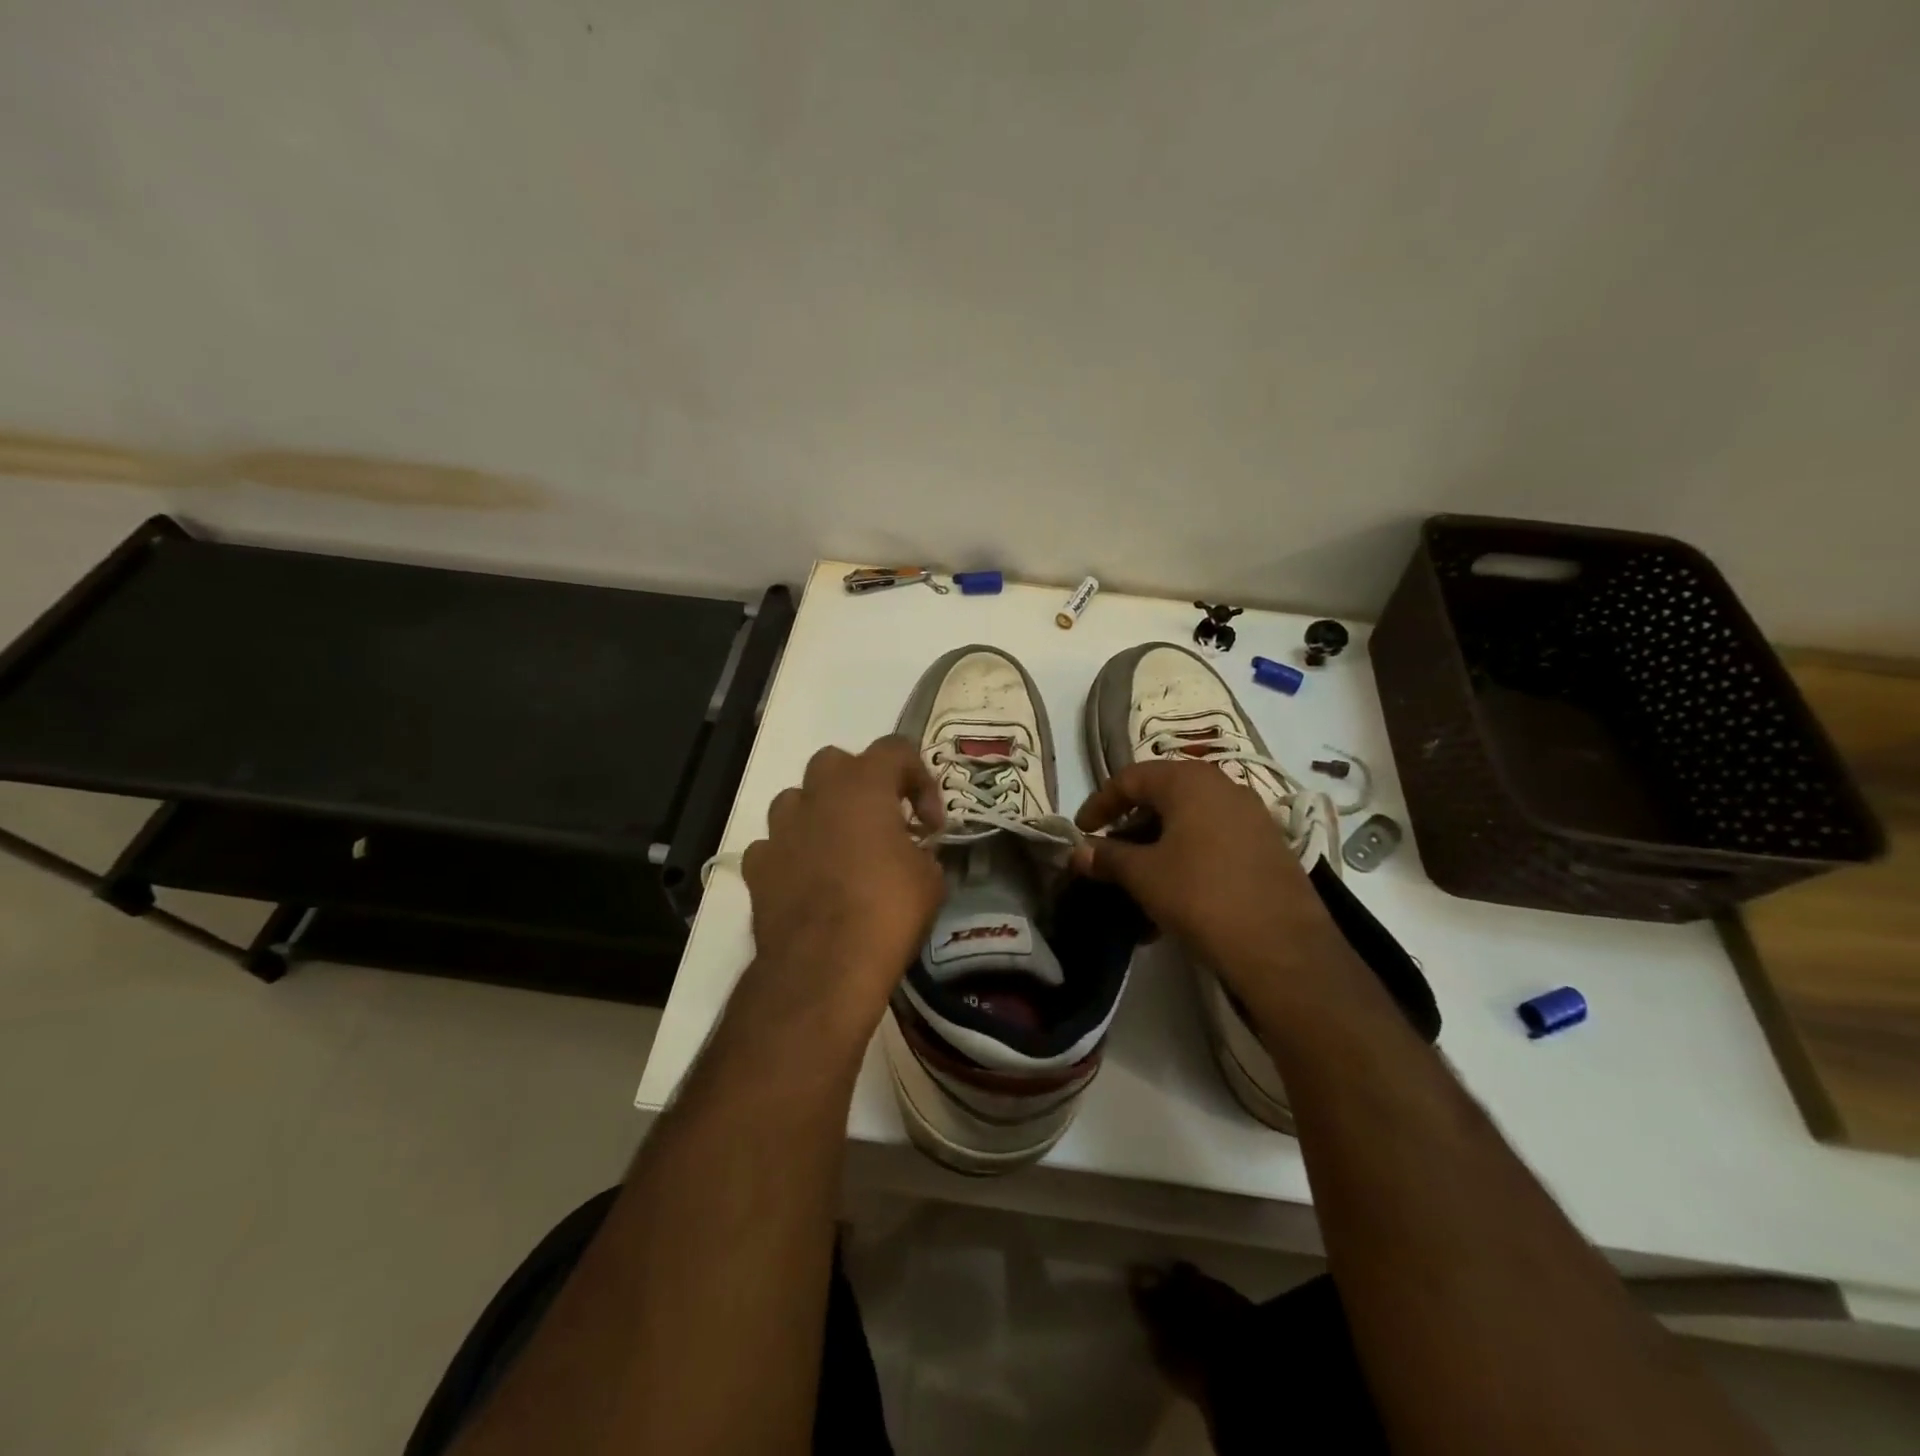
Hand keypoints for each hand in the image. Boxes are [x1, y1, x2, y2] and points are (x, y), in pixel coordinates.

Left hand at [738, 737, 946, 1037]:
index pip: (896, 749)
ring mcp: (780, 828)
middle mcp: (817, 794)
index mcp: (864, 785)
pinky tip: (809, 881)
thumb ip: (922, 850)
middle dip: (861, 784)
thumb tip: (914, 851)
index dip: (920, 779)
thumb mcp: (930, 879)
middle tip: (882, 821)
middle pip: (837, 762)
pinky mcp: (757, 865)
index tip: (930, 823)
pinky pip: (776, 844)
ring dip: (821, 813)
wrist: (823, 967)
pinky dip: (793, 853)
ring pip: (798, 799)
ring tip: (841, 848)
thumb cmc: (887, 911)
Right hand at [1070, 760, 1351, 1007]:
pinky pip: (1214, 842)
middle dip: (1130, 825)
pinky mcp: (1268, 847)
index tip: (1081, 831)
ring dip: (1157, 846)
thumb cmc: (1200, 895)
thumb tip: (1078, 852)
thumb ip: (1107, 857)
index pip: (1131, 778)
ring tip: (1138, 882)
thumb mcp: (1143, 875)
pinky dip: (1186, 859)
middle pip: (1163, 796)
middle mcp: (1223, 787)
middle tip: (1109, 853)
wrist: (1281, 946)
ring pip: (1189, 822)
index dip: (1100, 803)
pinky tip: (1173, 897)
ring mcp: (1251, 816)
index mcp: (1189, 781)